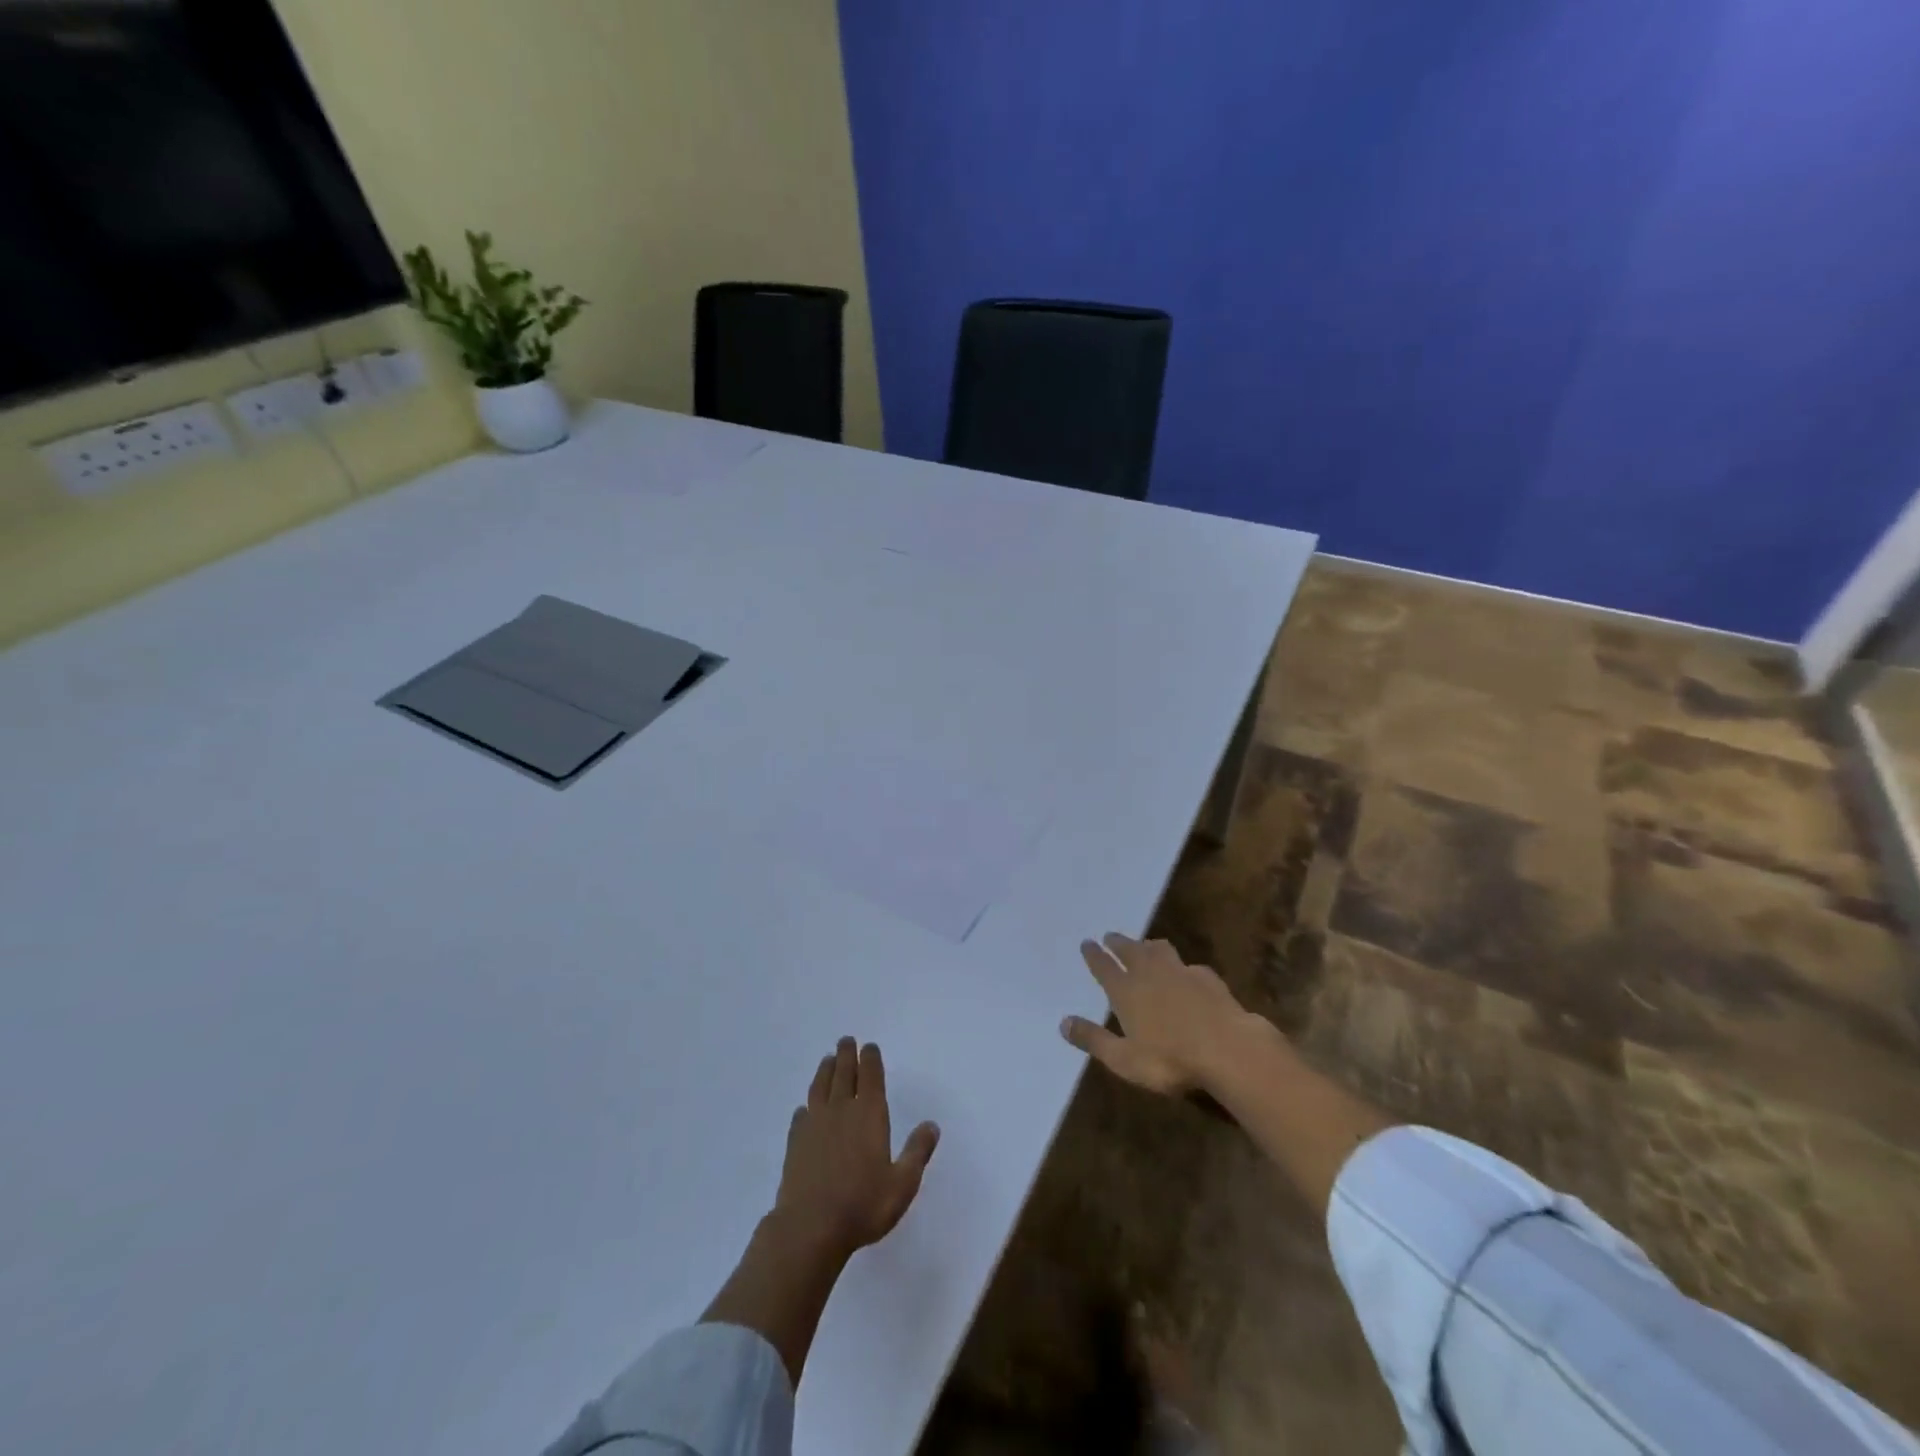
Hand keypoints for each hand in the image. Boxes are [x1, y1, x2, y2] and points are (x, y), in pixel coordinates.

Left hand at [772, 1037, 939, 1263]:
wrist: (809, 1227)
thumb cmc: (863, 1205)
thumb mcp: (902, 1184)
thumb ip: (917, 1152)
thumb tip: (931, 1125)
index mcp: (869, 1115)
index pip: (870, 1077)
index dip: (870, 1059)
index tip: (869, 1046)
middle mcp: (841, 1111)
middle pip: (844, 1074)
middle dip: (846, 1056)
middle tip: (845, 1041)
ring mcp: (814, 1125)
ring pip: (820, 1088)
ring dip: (825, 1071)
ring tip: (827, 1060)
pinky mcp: (795, 1143)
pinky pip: (801, 1115)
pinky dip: (805, 1107)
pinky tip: (805, 1109)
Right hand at [1060, 934, 1262, 1095]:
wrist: (1228, 1050)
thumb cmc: (1170, 1060)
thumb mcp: (1124, 1059)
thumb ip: (1094, 1040)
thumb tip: (1062, 1022)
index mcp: (1126, 991)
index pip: (1104, 967)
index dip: (1094, 955)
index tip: (1087, 942)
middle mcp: (1150, 974)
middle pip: (1130, 951)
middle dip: (1118, 943)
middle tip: (1110, 936)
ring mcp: (1181, 973)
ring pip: (1160, 951)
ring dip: (1149, 946)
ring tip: (1145, 944)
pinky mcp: (1208, 979)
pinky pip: (1190, 966)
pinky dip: (1182, 966)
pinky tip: (1187, 972)